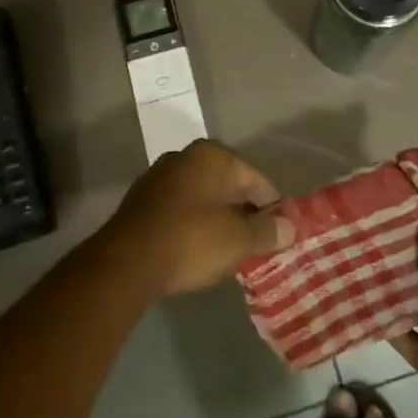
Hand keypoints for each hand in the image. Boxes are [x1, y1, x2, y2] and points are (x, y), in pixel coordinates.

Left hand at [99, 141, 293, 297]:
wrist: (126, 261)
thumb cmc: (191, 241)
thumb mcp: (238, 240)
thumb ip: (267, 231)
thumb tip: (291, 227)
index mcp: (213, 156)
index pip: (255, 178)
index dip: (272, 207)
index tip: (280, 233)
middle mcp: (186, 156)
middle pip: (227, 185)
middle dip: (243, 212)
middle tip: (256, 244)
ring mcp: (160, 176)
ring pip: (202, 196)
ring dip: (217, 218)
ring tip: (228, 250)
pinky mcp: (141, 200)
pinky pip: (179, 208)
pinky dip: (192, 224)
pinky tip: (196, 249)